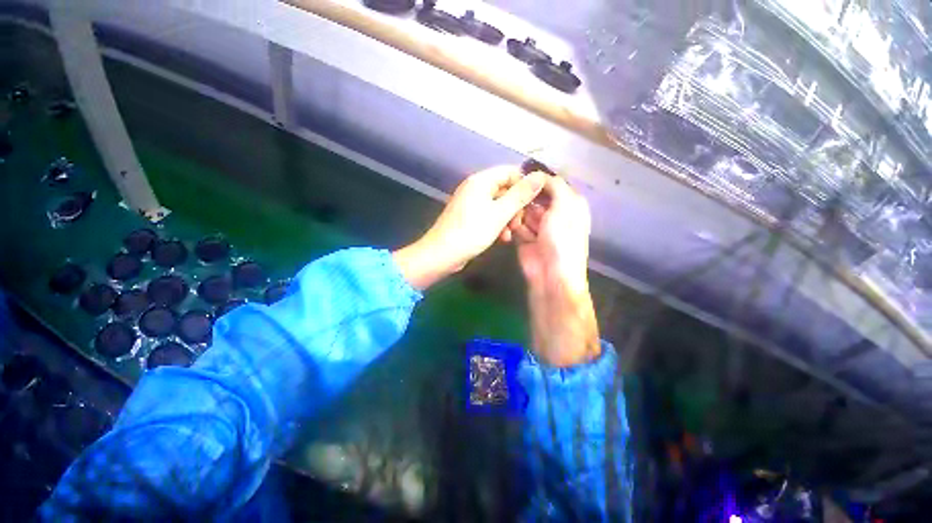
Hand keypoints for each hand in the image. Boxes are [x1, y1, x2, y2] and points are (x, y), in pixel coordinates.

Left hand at [394, 166, 548, 289]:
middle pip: (505, 189)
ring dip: (508, 218)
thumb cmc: (471, 232)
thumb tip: (540, 176)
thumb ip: (520, 195)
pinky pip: (489, 215)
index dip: (524, 185)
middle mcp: (475, 188)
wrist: (442, 254)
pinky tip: (502, 238)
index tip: (533, 202)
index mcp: (481, 181)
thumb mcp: (500, 214)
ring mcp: (471, 203)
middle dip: (515, 206)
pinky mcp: (469, 217)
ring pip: (498, 205)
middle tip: (519, 223)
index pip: (510, 172)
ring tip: (511, 233)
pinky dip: (498, 224)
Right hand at [508, 176, 599, 366]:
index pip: (552, 185)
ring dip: (517, 212)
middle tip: (513, 194)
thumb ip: (555, 186)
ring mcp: (538, 227)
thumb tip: (541, 174)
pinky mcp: (524, 238)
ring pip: (523, 211)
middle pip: (535, 198)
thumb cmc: (562, 238)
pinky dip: (512, 225)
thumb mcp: (564, 206)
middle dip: (524, 197)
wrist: (550, 273)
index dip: (538, 180)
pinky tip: (511, 226)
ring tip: (513, 214)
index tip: (522, 174)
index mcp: (569, 205)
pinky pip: (515, 225)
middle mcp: (554, 214)